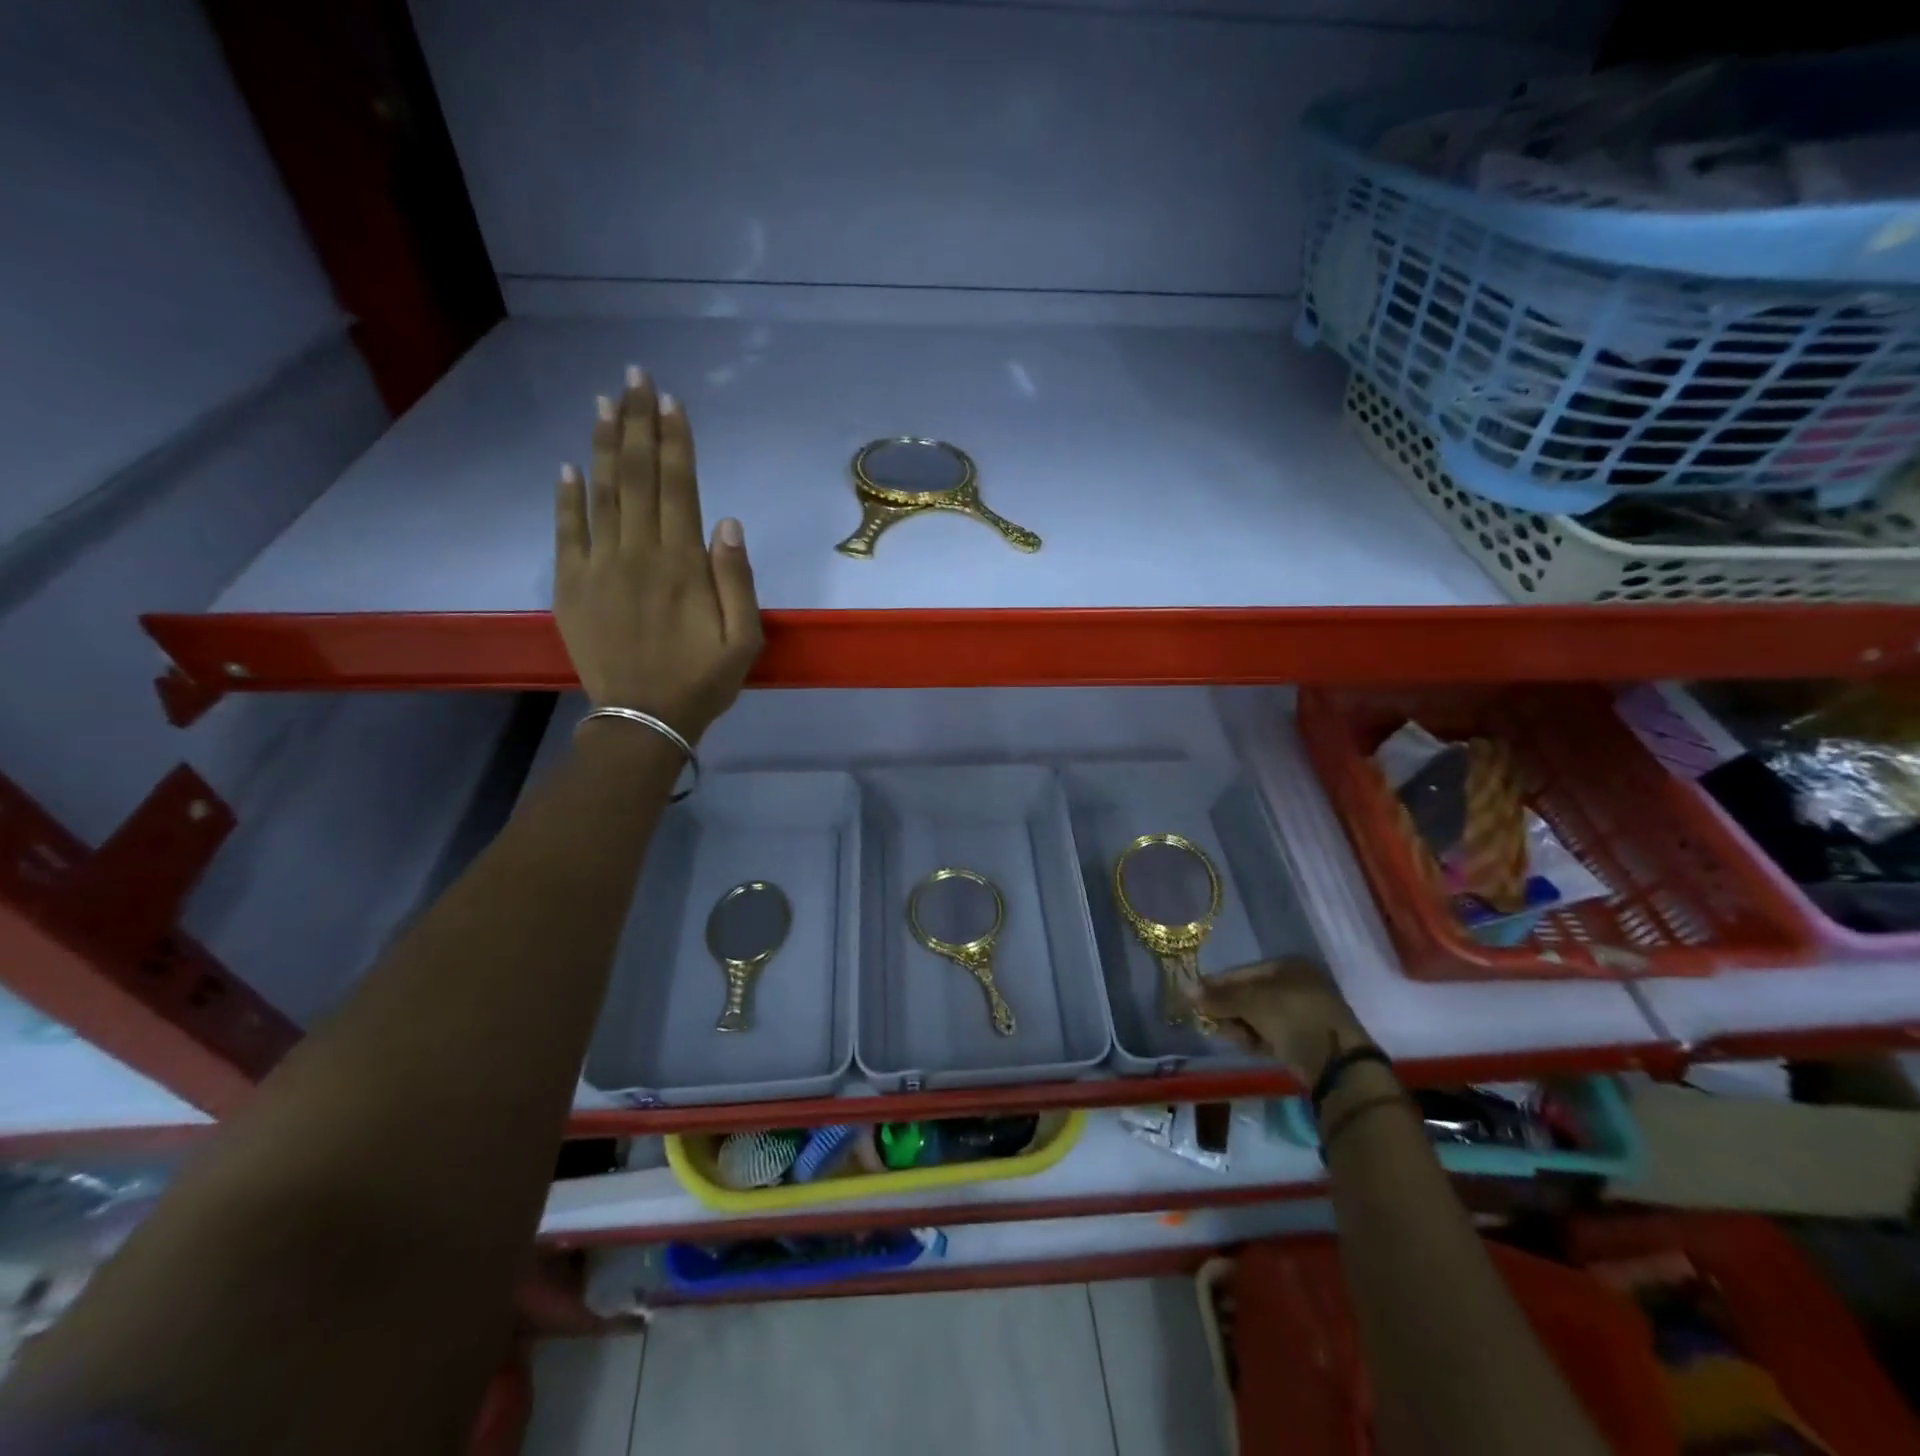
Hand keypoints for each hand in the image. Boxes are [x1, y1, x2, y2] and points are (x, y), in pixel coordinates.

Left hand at [554, 368, 761, 740]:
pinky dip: (566, 496)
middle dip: (638, 424)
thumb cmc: (703, 680)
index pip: (678, 487)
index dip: (675, 442)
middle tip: (635, 377)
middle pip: (637, 476)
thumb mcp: (744, 639)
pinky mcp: (572, 585)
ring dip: (604, 445)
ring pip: (601, 492)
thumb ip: (737, 580)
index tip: (671, 402)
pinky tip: (568, 465)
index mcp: (682, 564)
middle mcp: (638, 553)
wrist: (644, 719)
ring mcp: (599, 566)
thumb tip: (728, 522)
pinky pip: (566, 531)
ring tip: (605, 402)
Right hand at [1196, 958, 1372, 1082]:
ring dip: (1239, 1025)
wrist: (1338, 1064)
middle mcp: (1296, 985)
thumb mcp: (1252, 1002)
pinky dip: (1255, 1038)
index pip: (1242, 972)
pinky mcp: (1305, 1039)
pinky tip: (1246, 1045)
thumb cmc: (1294, 1017)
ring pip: (1258, 1016)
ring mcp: (1302, 1013)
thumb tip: (1186, 990)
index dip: (1217, 985)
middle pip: (1249, 994)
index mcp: (1288, 966)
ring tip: (1229, 1036)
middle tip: (1209, 1021)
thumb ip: (1219, 997)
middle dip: (1227, 1008)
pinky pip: (1271, 1033)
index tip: (1195, 998)